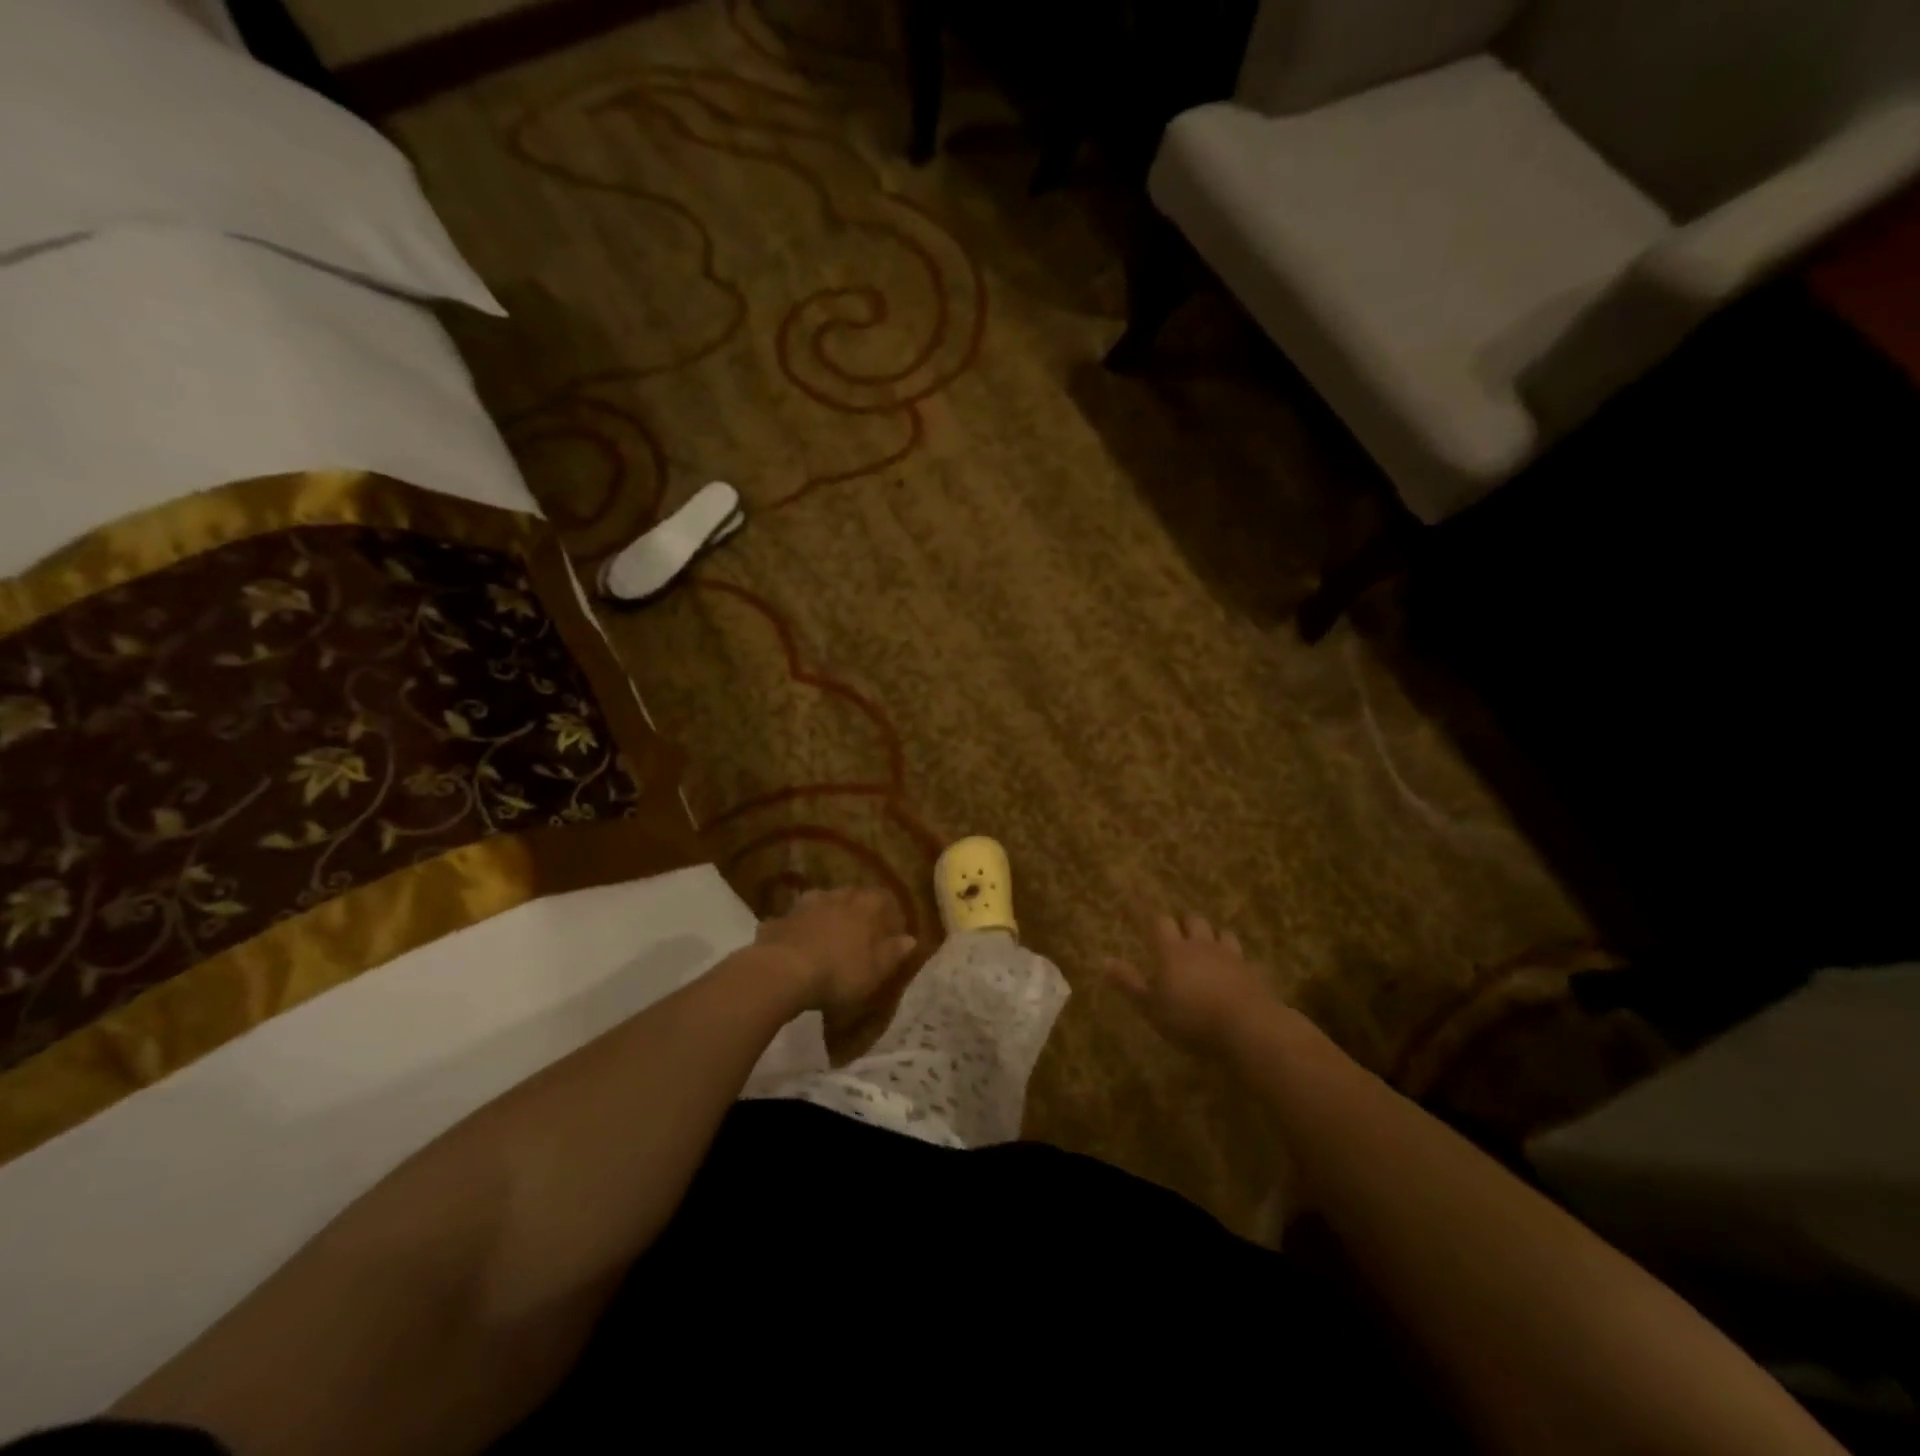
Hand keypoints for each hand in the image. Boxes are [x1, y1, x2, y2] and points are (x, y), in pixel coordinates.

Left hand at [754, 887, 917, 1017]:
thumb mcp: (875, 970)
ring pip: (822, 901)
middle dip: (857, 908)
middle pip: (852, 895)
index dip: (888, 911)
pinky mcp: (780, 918)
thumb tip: (911, 939)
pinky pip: (795, 918)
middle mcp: (837, 897)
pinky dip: (798, 926)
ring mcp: (805, 904)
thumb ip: (893, 952)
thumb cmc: (838, 972)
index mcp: (864, 907)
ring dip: (827, 912)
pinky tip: (796, 941)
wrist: (783, 972)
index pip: (883, 897)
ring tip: (827, 932)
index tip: (890, 928)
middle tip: (858, 929)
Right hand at [1102, 914, 1275, 1051]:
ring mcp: (1229, 955)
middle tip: (1179, 938)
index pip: (1162, 923)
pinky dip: (1235, 959)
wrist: (1247, 1027)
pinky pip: (1242, 956)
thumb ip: (1128, 983)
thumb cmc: (1190, 1018)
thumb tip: (1104, 960)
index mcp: (1172, 950)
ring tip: (1208, 949)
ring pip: (1220, 933)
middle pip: (1193, 920)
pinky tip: (1234, 970)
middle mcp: (1200, 944)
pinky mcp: (1252, 970)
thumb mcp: (1151, 1007)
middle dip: (1186, 925)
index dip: (1157, 925)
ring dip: (1213, 937)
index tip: (1152, 931)